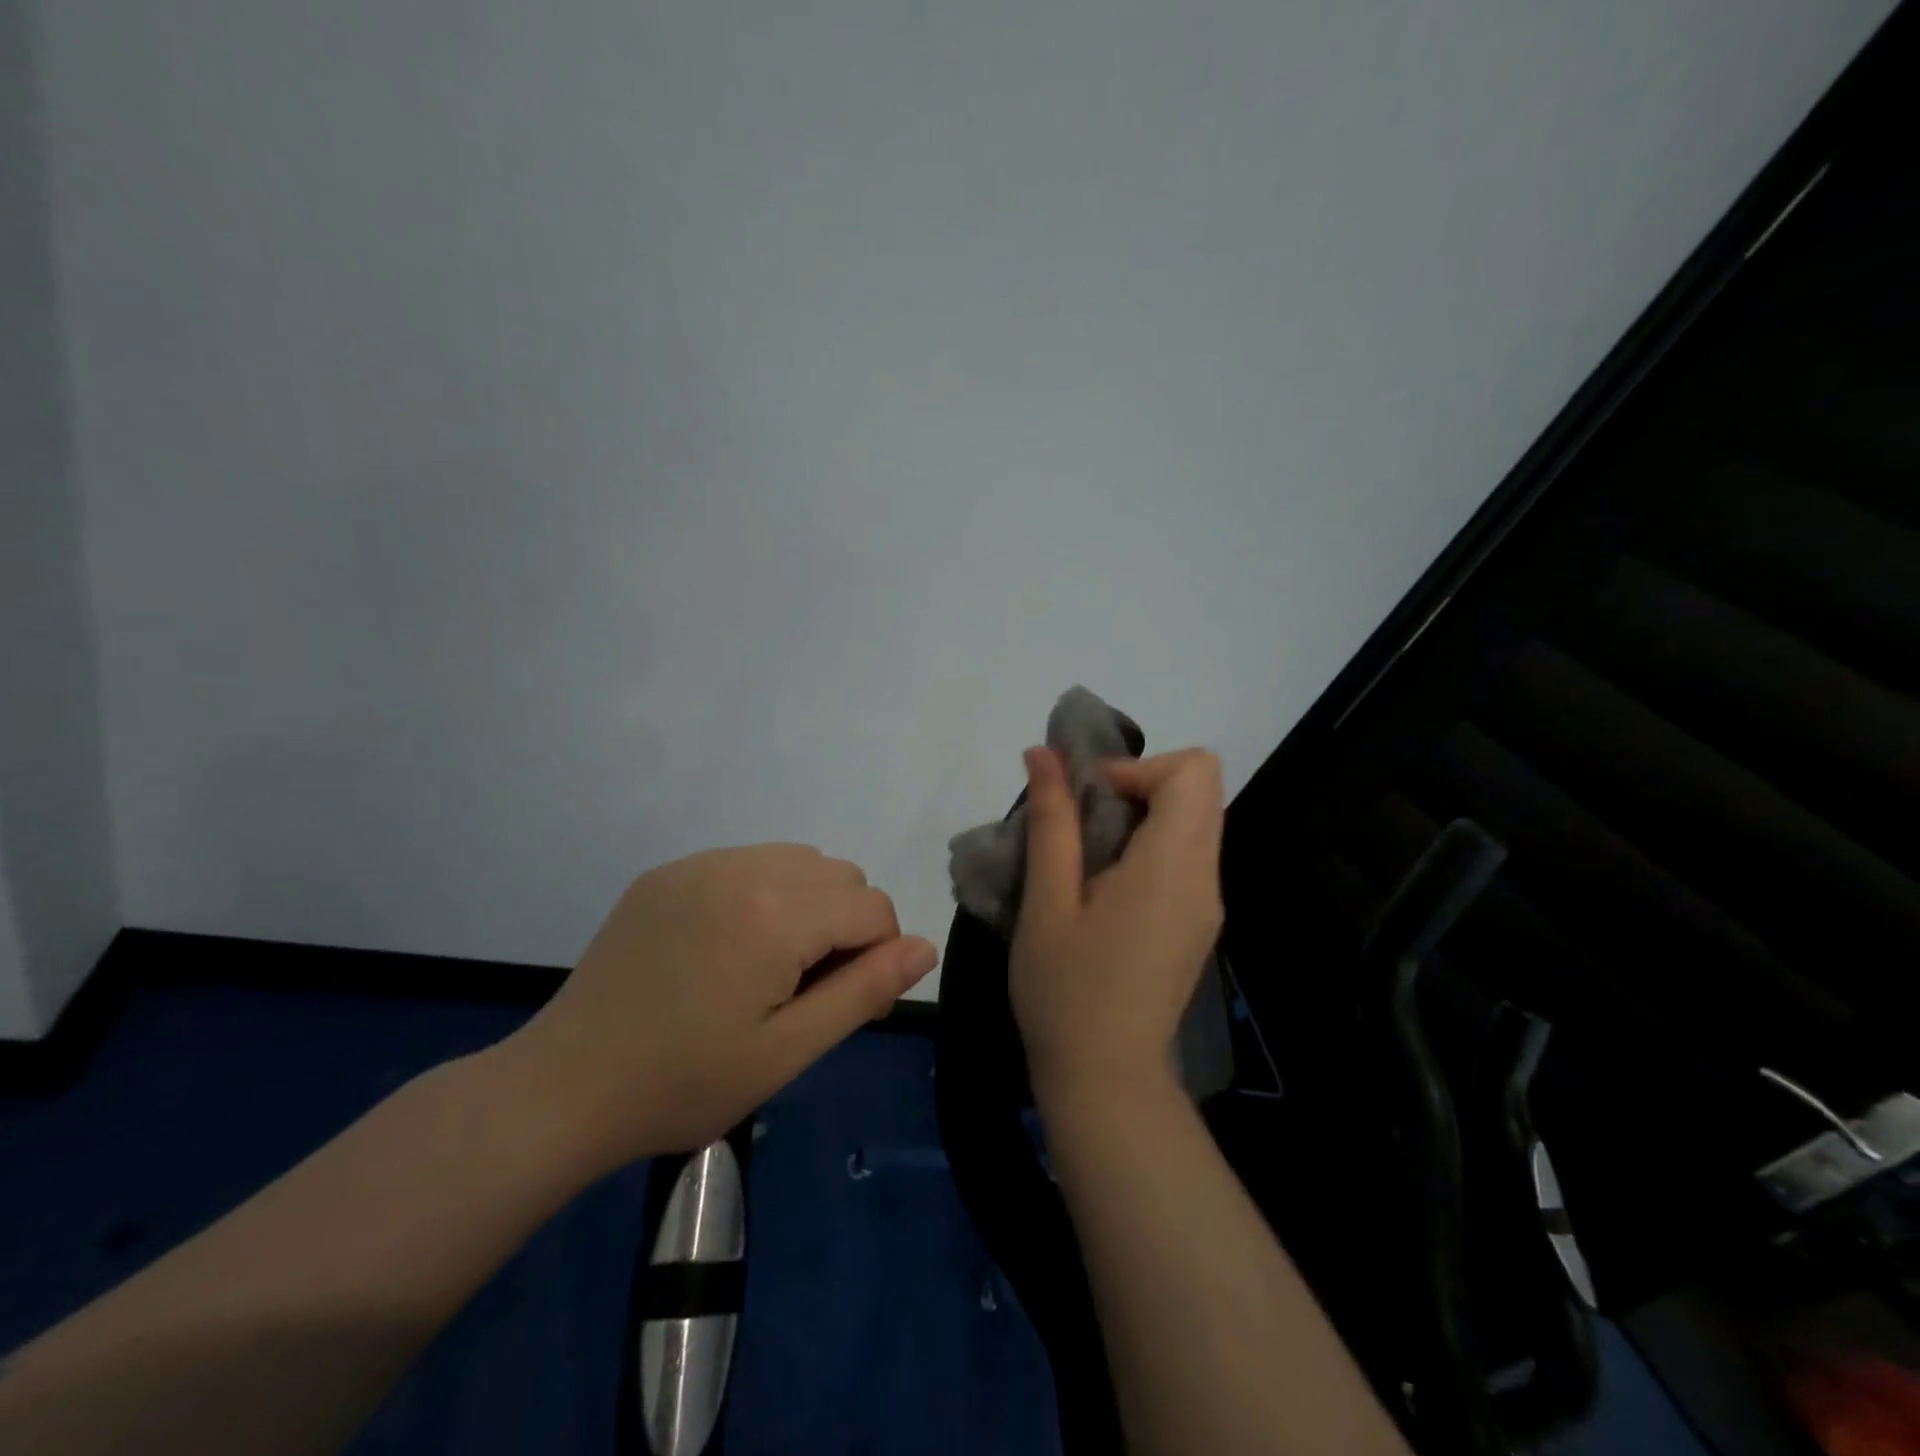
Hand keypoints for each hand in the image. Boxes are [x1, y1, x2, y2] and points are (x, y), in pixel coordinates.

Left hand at [502, 845, 937, 1169]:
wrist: (564, 1087)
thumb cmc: (684, 1083)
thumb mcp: (787, 1051)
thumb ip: (864, 991)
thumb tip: (924, 947)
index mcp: (775, 915)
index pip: (872, 908)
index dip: (875, 956)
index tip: (840, 1003)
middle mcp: (742, 869)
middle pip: (841, 876)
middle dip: (844, 926)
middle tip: (803, 990)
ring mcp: (700, 864)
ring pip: (799, 861)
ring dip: (808, 904)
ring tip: (769, 966)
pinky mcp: (668, 872)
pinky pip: (748, 861)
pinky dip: (764, 892)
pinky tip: (728, 946)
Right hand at [1010, 748, 1224, 1105]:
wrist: (1106, 1081)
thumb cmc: (1065, 991)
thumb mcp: (1046, 901)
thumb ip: (1051, 822)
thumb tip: (1044, 753)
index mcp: (1172, 867)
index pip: (1193, 770)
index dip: (1137, 768)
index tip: (1086, 801)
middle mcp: (1205, 877)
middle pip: (1200, 788)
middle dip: (1138, 784)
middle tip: (1082, 821)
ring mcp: (1208, 902)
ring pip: (1194, 820)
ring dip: (1141, 815)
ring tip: (1086, 856)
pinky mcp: (1199, 922)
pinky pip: (1186, 855)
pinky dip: (1149, 846)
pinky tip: (1105, 889)